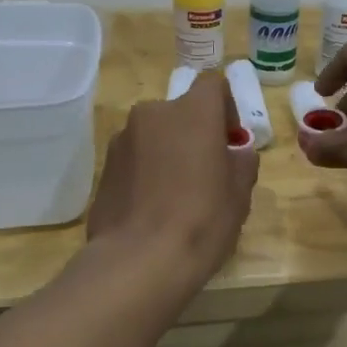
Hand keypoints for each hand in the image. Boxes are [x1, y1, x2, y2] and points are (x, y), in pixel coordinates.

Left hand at [87, 71, 257, 285]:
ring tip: (176, 194)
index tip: (229, 140)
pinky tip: (152, 207)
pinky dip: (146, 171)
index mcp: (193, 112)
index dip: (225, 107)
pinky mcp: (104, 167)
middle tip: (205, 172)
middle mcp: (153, 114)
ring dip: (168, 152)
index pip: (212, 85)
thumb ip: (241, 161)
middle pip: (181, 112)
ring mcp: (122, 139)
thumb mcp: (240, 193)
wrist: (138, 261)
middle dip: (194, 133)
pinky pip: (135, 158)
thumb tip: (235, 151)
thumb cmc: (201, 220)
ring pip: (155, 135)